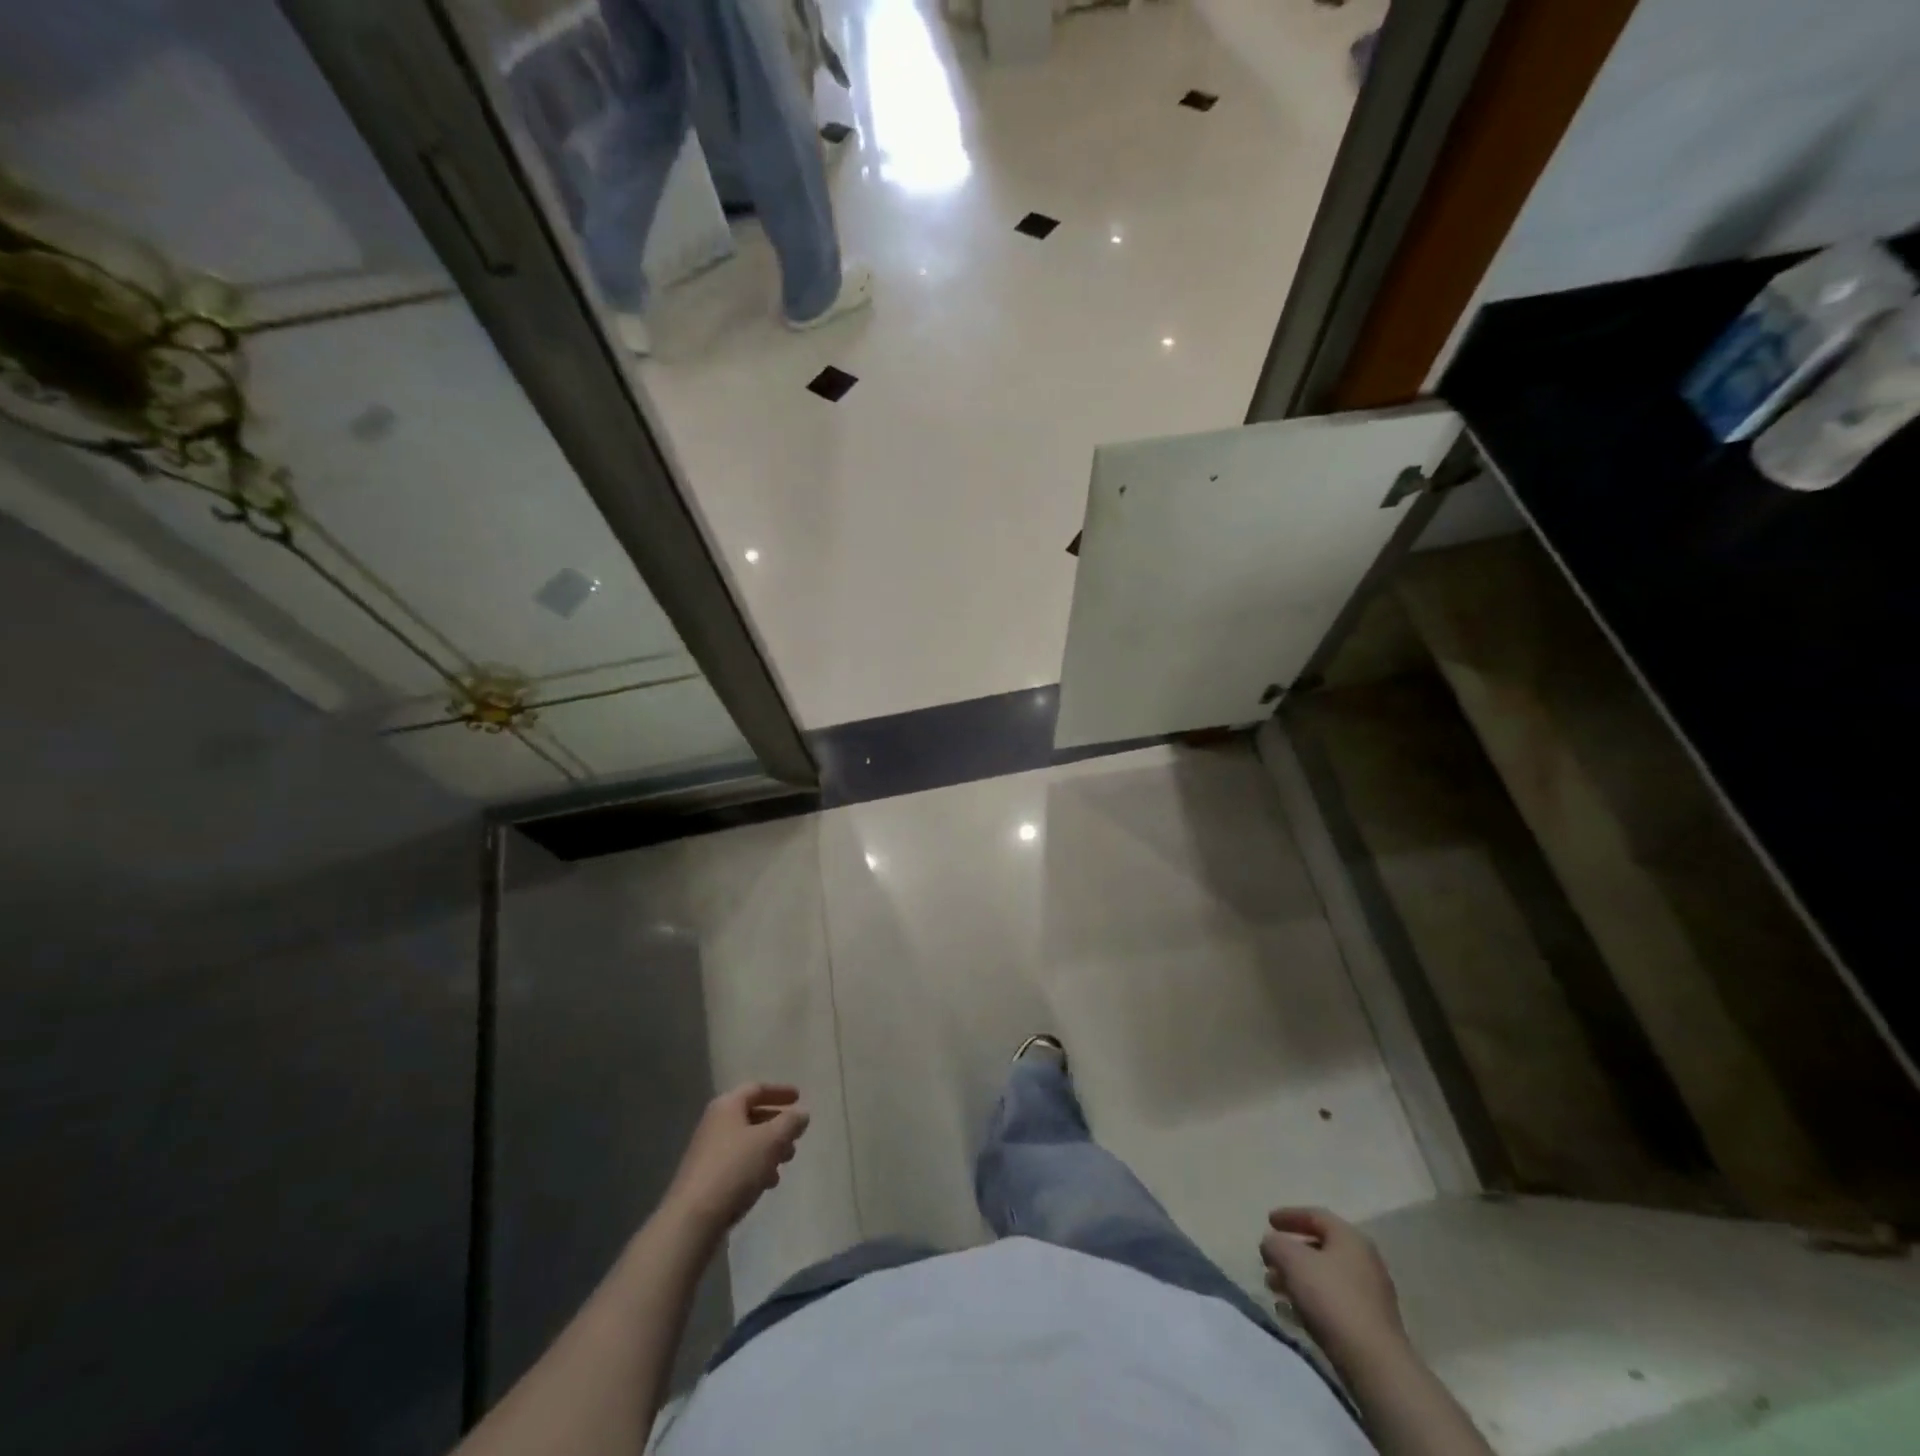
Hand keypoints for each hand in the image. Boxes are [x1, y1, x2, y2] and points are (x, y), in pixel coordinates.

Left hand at [664, 1083, 810, 1233]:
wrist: (692, 1219)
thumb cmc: (735, 1168)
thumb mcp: (771, 1140)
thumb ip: (790, 1123)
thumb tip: (801, 1113)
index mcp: (727, 1106)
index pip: (757, 1089)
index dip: (780, 1092)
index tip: (799, 1098)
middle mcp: (715, 1124)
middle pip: (751, 1115)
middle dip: (776, 1125)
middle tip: (795, 1137)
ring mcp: (707, 1152)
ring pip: (746, 1142)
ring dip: (769, 1149)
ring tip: (785, 1163)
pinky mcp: (706, 1179)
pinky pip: (737, 1163)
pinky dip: (755, 1167)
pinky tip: (767, 1184)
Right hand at [1261, 1206, 1404, 1357]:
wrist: (1375, 1364)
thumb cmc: (1332, 1299)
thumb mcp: (1292, 1261)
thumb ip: (1275, 1245)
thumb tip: (1272, 1244)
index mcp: (1350, 1238)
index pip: (1316, 1215)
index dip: (1289, 1216)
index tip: (1268, 1221)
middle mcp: (1365, 1261)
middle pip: (1320, 1247)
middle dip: (1291, 1253)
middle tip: (1269, 1260)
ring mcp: (1371, 1295)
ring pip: (1325, 1276)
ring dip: (1298, 1278)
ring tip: (1275, 1289)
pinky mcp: (1371, 1324)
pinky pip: (1334, 1301)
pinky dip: (1312, 1299)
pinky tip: (1294, 1313)